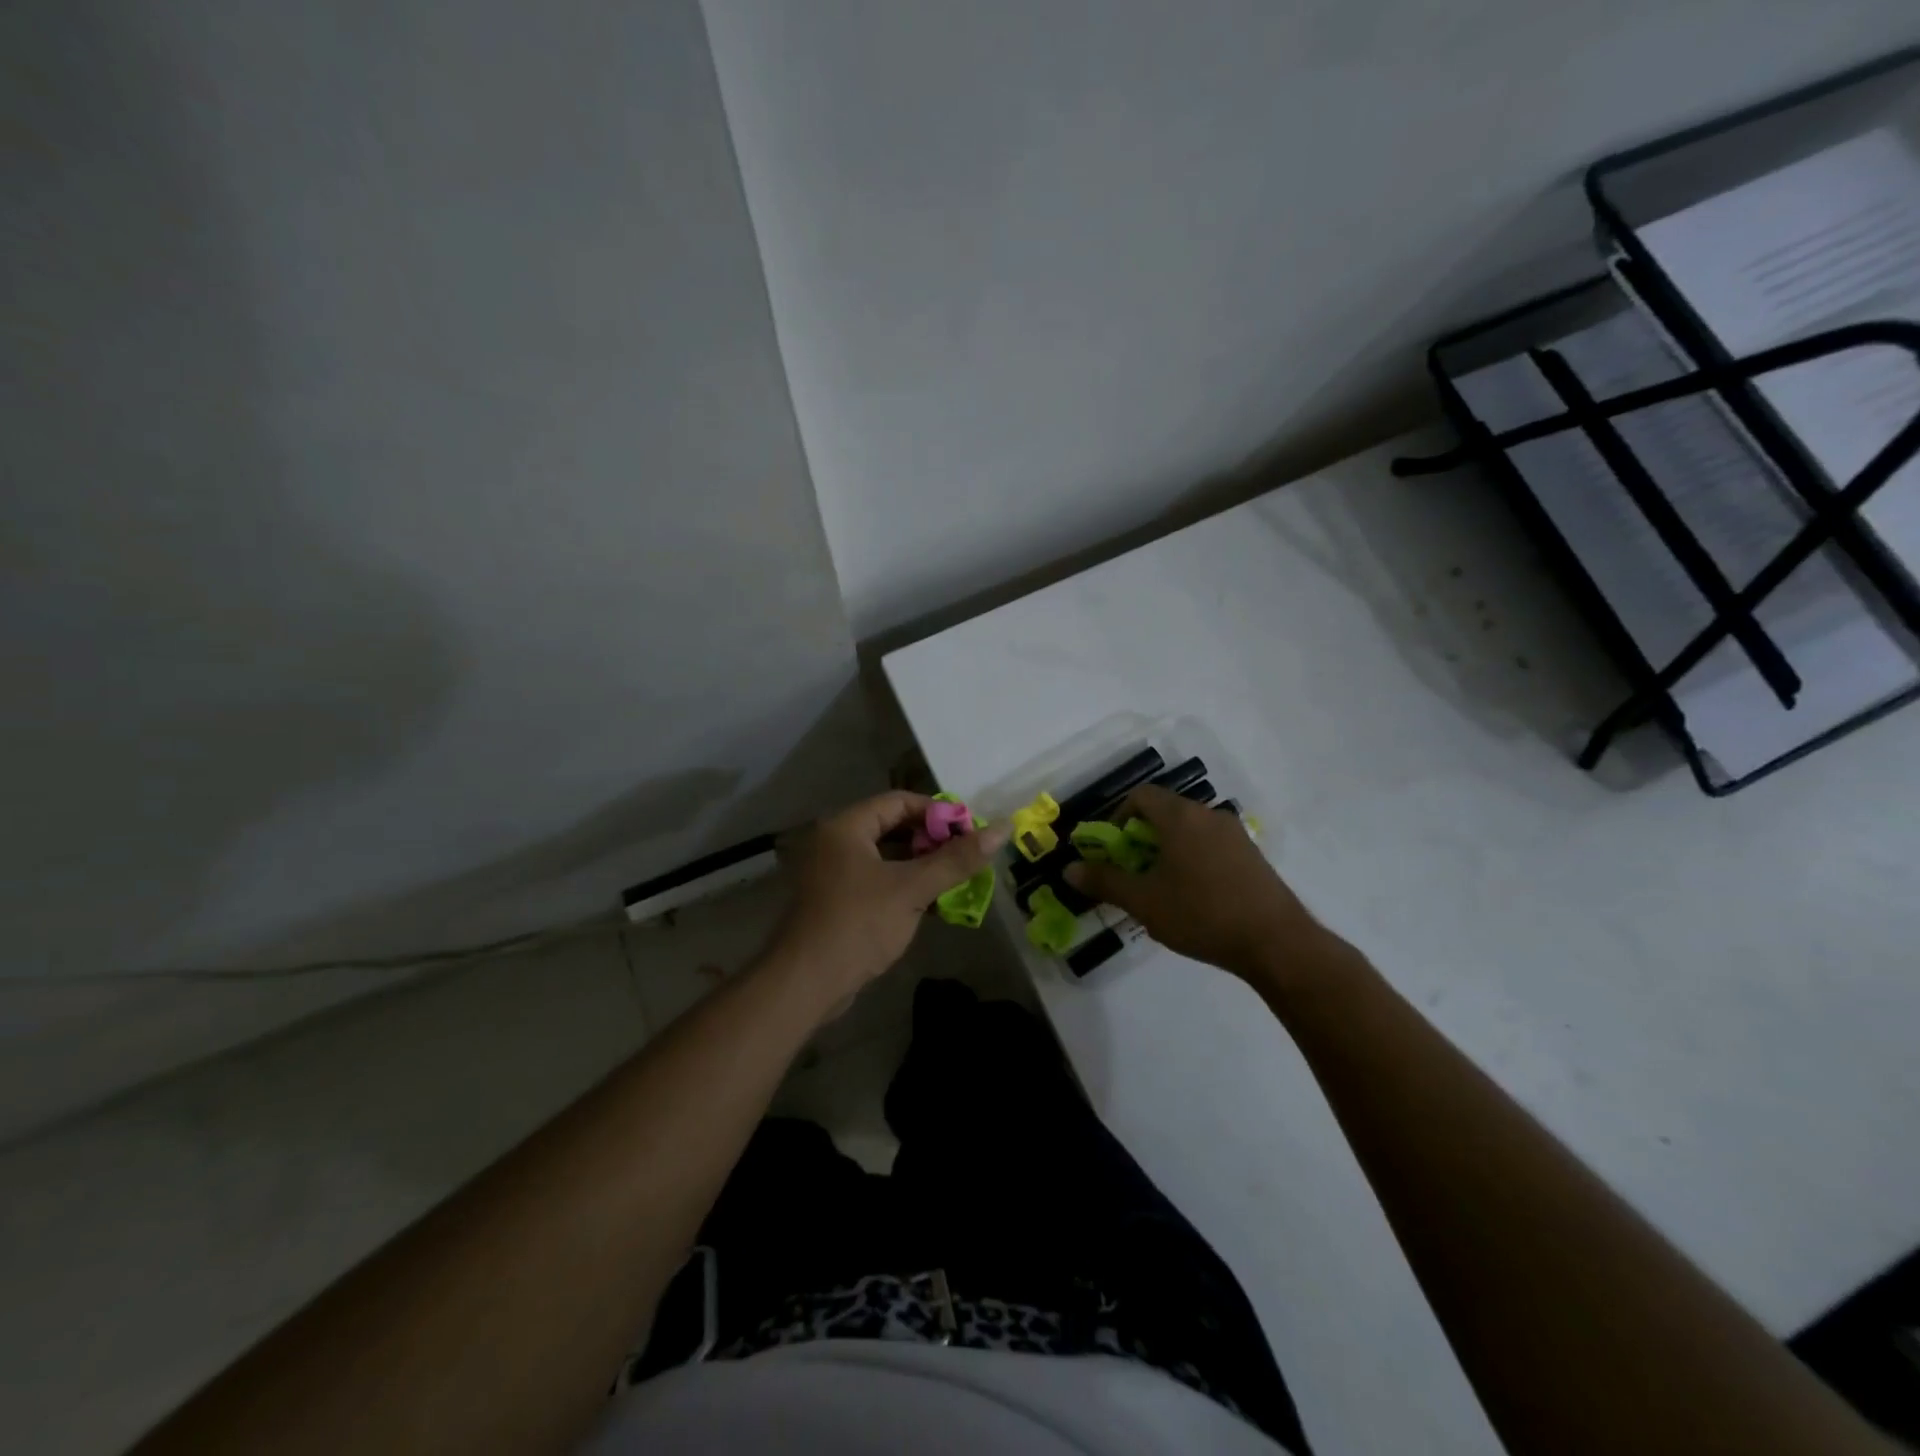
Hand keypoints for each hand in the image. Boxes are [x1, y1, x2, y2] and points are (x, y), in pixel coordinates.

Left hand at [768, 792, 1008, 1006]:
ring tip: (958, 880)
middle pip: (892, 828)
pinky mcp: (835, 901)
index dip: (937, 812)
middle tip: (968, 856)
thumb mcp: (912, 889)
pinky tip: (933, 904)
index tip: (970, 831)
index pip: (899, 802)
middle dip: (932, 841)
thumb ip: (956, 859)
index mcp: (846, 826)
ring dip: (921, 867)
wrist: (805, 984)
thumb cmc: (858, 924)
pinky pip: (876, 881)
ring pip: (886, 857)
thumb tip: (1001, 829)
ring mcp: (832, 873)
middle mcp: (834, 841)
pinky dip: (903, 887)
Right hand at [1063, 785, 1348, 989]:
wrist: (1276, 942)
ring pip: (1188, 829)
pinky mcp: (1251, 855)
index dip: (1117, 816)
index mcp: (1180, 817)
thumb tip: (1068, 870)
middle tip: (1131, 870)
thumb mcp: (1144, 902)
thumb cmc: (1202, 914)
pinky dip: (1192, 857)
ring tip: (1160, 886)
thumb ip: (1104, 881)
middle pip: (1165, 811)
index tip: (1111, 848)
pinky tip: (1193, 895)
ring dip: (1166, 848)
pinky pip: (1210, 844)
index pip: (1140, 796)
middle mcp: (1208, 815)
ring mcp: (1234, 833)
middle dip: (1140, 836)